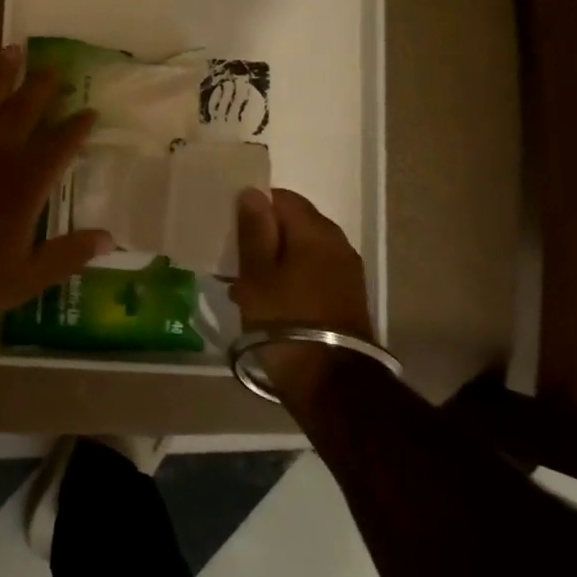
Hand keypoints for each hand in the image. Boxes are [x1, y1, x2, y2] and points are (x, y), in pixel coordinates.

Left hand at [0, 46, 111, 323]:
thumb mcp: (29, 277)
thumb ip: (69, 254)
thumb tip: (110, 238)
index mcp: (24, 186)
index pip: (58, 148)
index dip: (76, 128)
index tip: (90, 109)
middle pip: (23, 115)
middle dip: (42, 89)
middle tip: (55, 66)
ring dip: (0, 76)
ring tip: (12, 49)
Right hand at [231, 188, 372, 340]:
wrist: (331, 384)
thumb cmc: (285, 321)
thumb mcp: (257, 274)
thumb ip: (254, 230)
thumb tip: (252, 192)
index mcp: (315, 231)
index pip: (281, 197)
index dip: (253, 206)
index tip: (230, 227)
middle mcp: (337, 244)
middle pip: (293, 223)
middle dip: (262, 235)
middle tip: (232, 257)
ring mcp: (346, 272)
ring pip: (301, 250)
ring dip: (274, 259)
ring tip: (243, 283)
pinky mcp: (346, 297)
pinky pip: (311, 272)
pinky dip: (288, 277)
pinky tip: (266, 301)